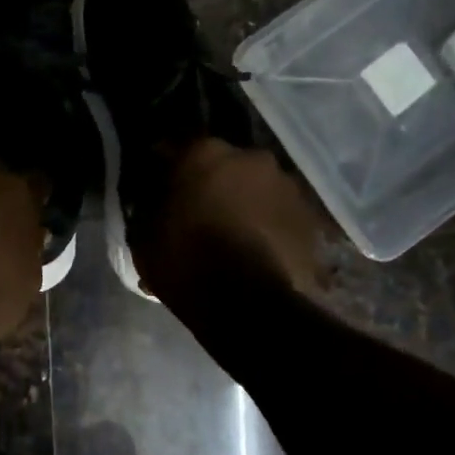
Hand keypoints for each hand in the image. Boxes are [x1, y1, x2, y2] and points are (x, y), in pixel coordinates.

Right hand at [131, 139, 324, 305]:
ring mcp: (287, 185)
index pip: (175, 146)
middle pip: (223, 163)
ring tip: (233, 233)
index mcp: (203, 153)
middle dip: (211, 182)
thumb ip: (148, 207)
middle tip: (199, 210)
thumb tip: (153, 199)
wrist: (250, 307)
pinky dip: (268, 224)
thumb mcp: (144, 237)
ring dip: (244, 201)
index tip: (157, 185)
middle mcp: (250, 157)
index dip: (165, 166)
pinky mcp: (311, 216)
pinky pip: (280, 213)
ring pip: (256, 187)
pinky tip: (258, 248)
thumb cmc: (187, 264)